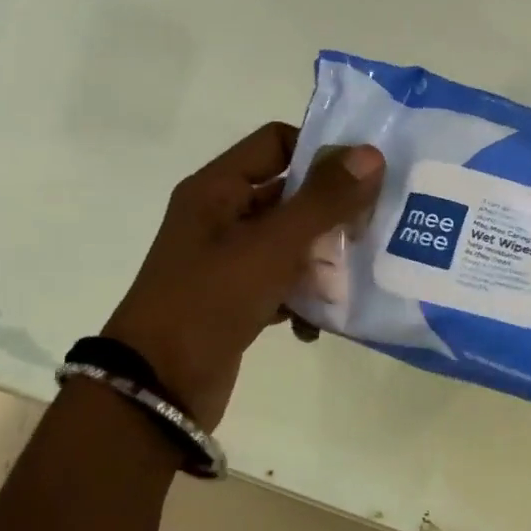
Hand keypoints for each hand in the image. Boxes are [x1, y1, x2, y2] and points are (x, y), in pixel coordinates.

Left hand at [103, 122, 384, 431]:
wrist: (157, 388)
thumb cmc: (210, 299)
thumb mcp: (272, 245)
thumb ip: (324, 200)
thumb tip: (372, 153)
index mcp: (217, 189)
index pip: (277, 142)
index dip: (321, 150)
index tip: (365, 176)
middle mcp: (221, 217)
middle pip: (291, 194)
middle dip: (333, 212)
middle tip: (372, 228)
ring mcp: (229, 260)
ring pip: (292, 242)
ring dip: (324, 259)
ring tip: (356, 276)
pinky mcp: (237, 299)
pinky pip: (283, 283)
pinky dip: (304, 298)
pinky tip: (318, 323)